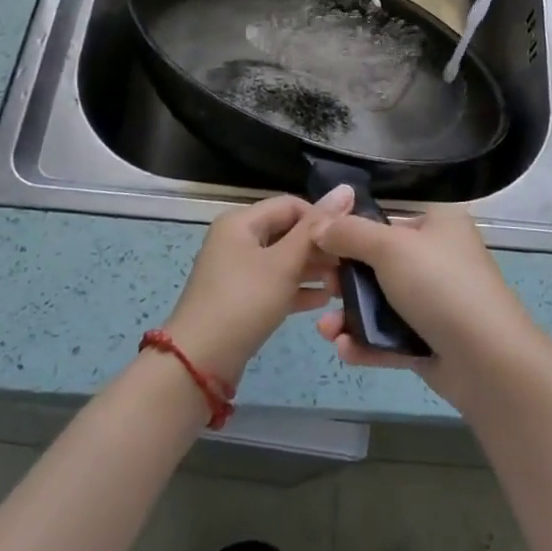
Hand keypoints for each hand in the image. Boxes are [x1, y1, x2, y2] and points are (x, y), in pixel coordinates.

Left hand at [164, 187, 356, 384]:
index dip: (321, 218)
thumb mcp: (284, 262)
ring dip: (313, 269)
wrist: (200, 362)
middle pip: (287, 232)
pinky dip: (298, 289)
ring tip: (344, 284)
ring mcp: (237, 271)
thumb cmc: (244, 301)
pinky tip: (324, 301)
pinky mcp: (241, 299)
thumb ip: (316, 227)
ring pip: (283, 260)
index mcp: (241, 222)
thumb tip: (346, 188)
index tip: (349, 238)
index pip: (291, 205)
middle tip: (351, 263)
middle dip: (319, 247)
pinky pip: (275, 284)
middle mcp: (237, 240)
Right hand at [311, 204, 541, 407]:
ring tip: (325, 329)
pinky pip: (390, 336)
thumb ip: (350, 233)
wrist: (487, 360)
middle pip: (380, 261)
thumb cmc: (440, 285)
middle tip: (322, 287)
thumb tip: (318, 223)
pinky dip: (366, 342)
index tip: (317, 242)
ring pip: (382, 302)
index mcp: (438, 223)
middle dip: (345, 278)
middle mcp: (439, 257)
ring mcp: (436, 301)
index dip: (351, 228)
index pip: (388, 217)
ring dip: (349, 315)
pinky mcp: (431, 340)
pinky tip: (344, 349)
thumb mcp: (390, 248)